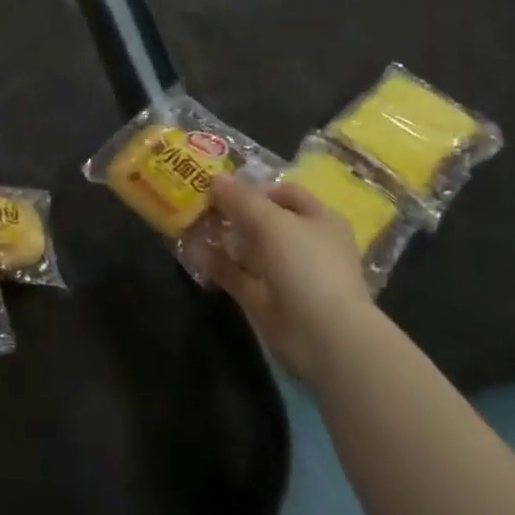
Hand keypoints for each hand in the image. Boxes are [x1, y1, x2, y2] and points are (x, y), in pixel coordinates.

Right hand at [209, 174, 376, 385]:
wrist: (325, 337)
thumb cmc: (307, 265)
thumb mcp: (273, 222)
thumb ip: (242, 199)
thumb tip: (217, 177)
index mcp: (319, 219)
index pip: (284, 193)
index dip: (254, 187)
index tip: (221, 187)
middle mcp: (304, 244)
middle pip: (263, 221)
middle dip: (232, 213)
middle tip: (198, 204)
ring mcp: (285, 274)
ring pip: (248, 250)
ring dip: (221, 239)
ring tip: (189, 226)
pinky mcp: (267, 300)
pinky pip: (238, 276)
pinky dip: (217, 266)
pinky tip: (193, 255)